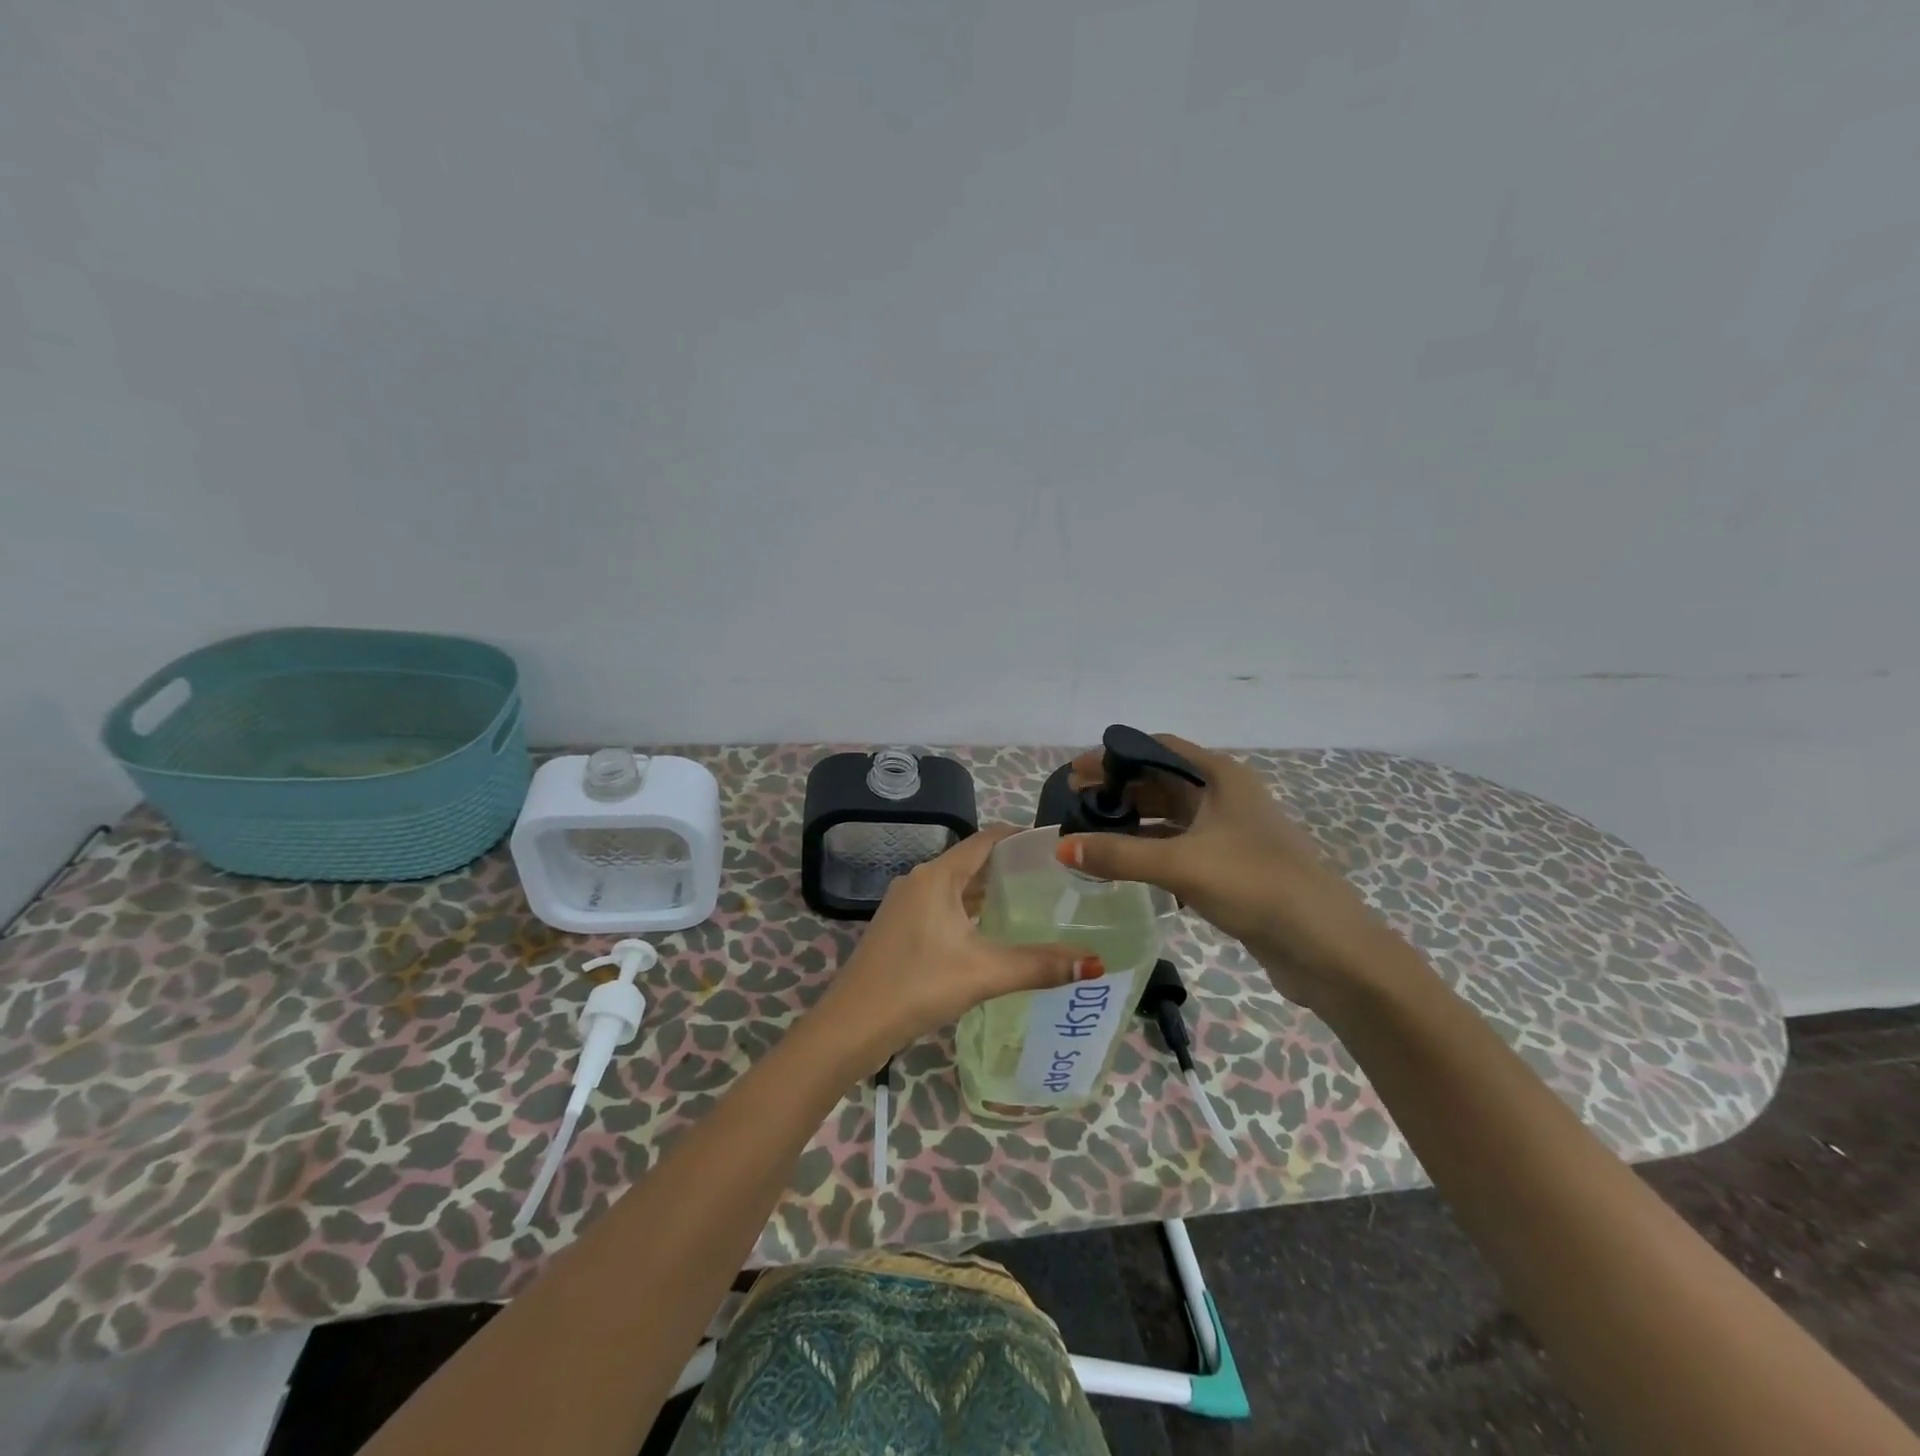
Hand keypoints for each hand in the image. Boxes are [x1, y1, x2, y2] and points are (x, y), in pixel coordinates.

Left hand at [817, 828, 1103, 1060]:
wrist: (851, 1025)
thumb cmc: (918, 986)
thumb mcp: (984, 973)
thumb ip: (1039, 965)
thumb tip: (1094, 962)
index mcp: (937, 876)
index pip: (985, 840)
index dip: (1019, 837)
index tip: (1054, 845)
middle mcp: (919, 880)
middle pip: (971, 862)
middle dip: (1009, 868)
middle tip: (1053, 880)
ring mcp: (904, 905)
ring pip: (955, 887)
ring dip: (987, 892)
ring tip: (1030, 904)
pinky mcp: (898, 928)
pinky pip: (941, 906)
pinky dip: (968, 911)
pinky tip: (989, 933)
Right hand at [1059, 734, 1412, 1011]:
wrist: (1325, 945)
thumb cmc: (1254, 884)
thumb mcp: (1180, 864)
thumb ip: (1118, 854)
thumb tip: (1061, 847)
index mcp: (1220, 777)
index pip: (1158, 748)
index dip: (1114, 756)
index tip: (1077, 773)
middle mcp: (1225, 796)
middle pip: (1160, 782)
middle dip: (1117, 790)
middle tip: (1073, 806)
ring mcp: (1229, 832)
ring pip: (1169, 817)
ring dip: (1130, 823)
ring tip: (1088, 834)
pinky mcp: (1230, 867)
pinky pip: (1178, 847)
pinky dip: (1148, 850)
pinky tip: (1121, 864)